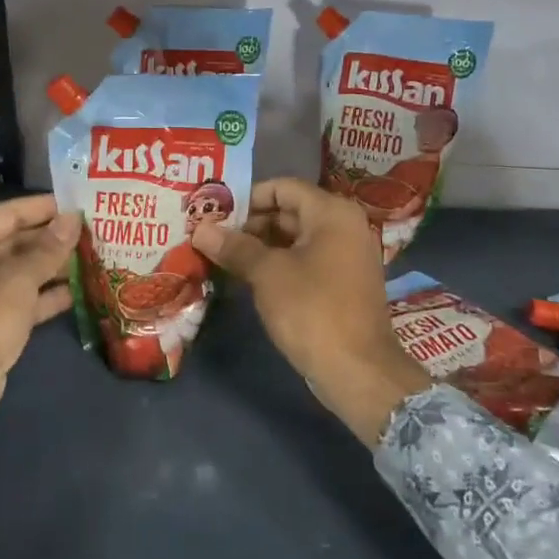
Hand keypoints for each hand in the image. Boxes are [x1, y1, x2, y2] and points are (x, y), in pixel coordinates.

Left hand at [0, 195, 79, 419]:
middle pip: (14, 243)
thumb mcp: (18, 279)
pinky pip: (23, 300)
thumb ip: (48, 248)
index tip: (74, 203)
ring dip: (53, 267)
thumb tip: (73, 219)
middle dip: (50, 239)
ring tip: (91, 256)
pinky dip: (47, 296)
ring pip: (21, 273)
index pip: (5, 214)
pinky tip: (79, 290)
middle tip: (89, 230)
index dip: (40, 208)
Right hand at [192, 178, 431, 444]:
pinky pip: (305, 261)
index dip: (245, 198)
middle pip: (288, 212)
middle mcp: (344, 226)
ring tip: (221, 257)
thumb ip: (234, 246)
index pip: (281, 188)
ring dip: (260, 246)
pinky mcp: (342, 283)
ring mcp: (346, 256)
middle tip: (211, 237)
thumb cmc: (312, 310)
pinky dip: (278, 265)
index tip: (214, 214)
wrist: (358, 371)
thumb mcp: (267, 274)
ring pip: (294, 239)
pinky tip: (247, 278)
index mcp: (332, 212)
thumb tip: (200, 229)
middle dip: (249, 224)